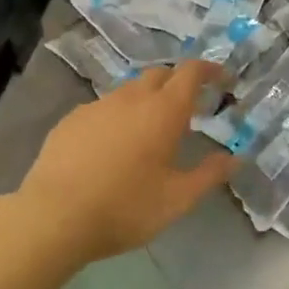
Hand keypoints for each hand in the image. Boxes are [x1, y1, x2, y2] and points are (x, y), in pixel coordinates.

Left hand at [2, 62, 234, 267]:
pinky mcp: (71, 120)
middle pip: (161, 75)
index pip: (192, 72)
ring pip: (130, 90)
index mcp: (164, 110)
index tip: (223, 81)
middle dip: (179, 84)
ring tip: (150, 130)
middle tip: (189, 110)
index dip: (210, 70)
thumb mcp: (177, 199)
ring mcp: (97, 106)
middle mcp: (132, 98)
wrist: (53, 218)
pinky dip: (118, 116)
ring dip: (147, 100)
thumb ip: (210, 174)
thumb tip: (236, 158)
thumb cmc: (125, 207)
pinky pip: (103, 107)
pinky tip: (112, 145)